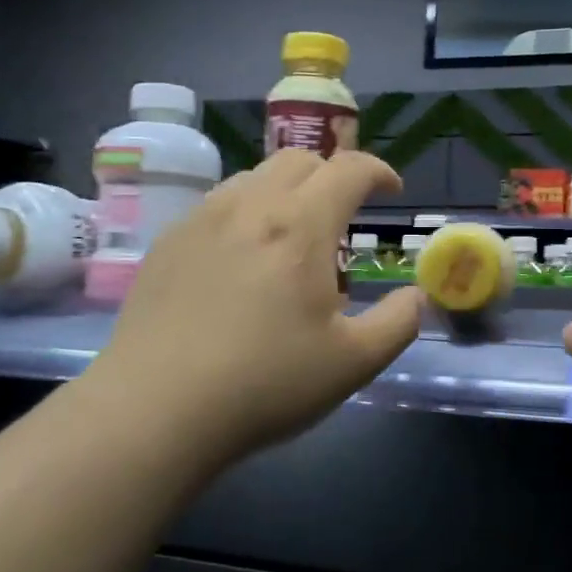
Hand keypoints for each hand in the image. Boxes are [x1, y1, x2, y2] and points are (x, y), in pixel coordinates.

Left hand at [88, 150, 422, 464]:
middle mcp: (250, 206)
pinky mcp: (167, 243)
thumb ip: (398, 322)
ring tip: (293, 238)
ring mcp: (201, 220)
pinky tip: (242, 260)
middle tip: (344, 216)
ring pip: (254, 177)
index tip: (391, 191)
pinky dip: (246, 212)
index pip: (349, 169)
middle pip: (299, 160)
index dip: (379, 171)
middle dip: (332, 176)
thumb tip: (416, 296)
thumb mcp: (354, 363)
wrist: (155, 411)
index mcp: (301, 226)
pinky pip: (217, 205)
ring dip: (287, 191)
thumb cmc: (265, 384)